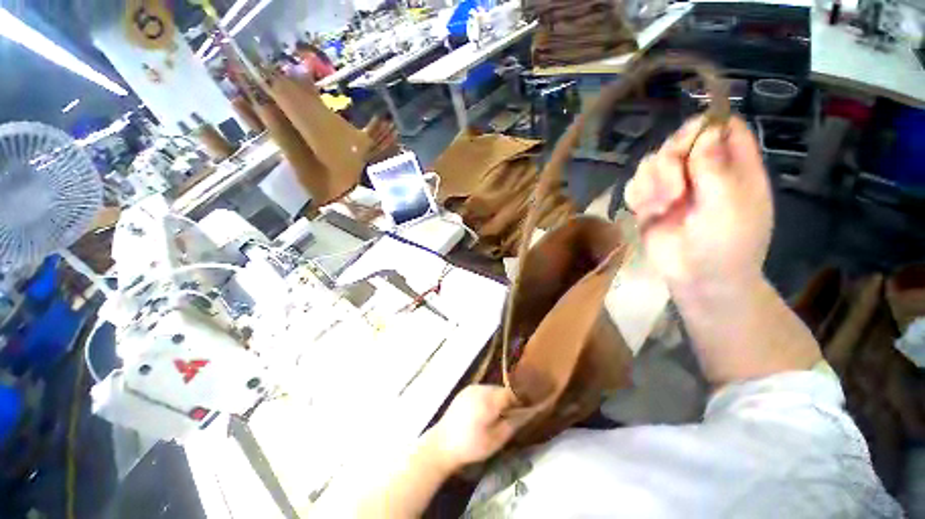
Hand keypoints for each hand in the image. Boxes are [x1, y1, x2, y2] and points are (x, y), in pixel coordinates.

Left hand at [425, 385, 523, 471]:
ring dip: (496, 400)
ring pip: (491, 390)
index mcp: (488, 399)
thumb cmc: (471, 446)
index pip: (511, 393)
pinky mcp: (464, 391)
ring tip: (494, 417)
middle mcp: (480, 388)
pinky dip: (486, 399)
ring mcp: (471, 388)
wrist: (442, 444)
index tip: (521, 414)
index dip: (518, 403)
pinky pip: (481, 391)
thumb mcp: (496, 440)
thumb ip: (512, 424)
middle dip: (507, 401)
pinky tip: (482, 413)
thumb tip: (525, 414)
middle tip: (507, 418)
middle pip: (500, 390)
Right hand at [624, 116, 772, 293]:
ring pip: (652, 162)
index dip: (706, 126)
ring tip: (660, 207)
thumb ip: (716, 167)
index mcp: (733, 167)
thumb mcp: (729, 204)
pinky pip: (634, 184)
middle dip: (669, 161)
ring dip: (651, 182)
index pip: (722, 128)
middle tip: (674, 189)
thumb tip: (706, 130)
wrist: (698, 279)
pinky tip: (647, 212)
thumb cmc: (726, 244)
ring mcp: (673, 187)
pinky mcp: (649, 203)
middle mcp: (702, 172)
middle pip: (679, 141)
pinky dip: (637, 195)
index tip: (689, 143)